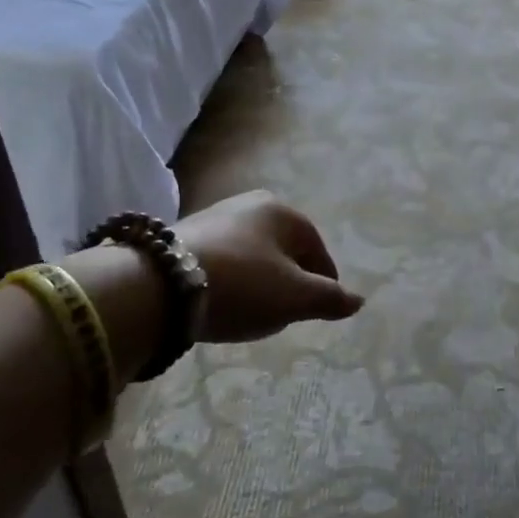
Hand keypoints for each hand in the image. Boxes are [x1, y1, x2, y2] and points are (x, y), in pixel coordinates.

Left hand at [177, 190, 363, 341]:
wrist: (160, 284)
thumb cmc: (242, 285)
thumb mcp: (294, 297)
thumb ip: (329, 299)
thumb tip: (358, 300)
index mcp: (285, 212)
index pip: (318, 251)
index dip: (323, 284)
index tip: (315, 313)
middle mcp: (252, 204)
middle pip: (285, 250)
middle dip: (289, 281)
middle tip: (283, 314)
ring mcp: (217, 215)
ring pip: (253, 254)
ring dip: (258, 281)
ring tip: (250, 311)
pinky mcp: (186, 233)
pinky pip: (224, 259)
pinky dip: (230, 279)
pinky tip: (220, 301)